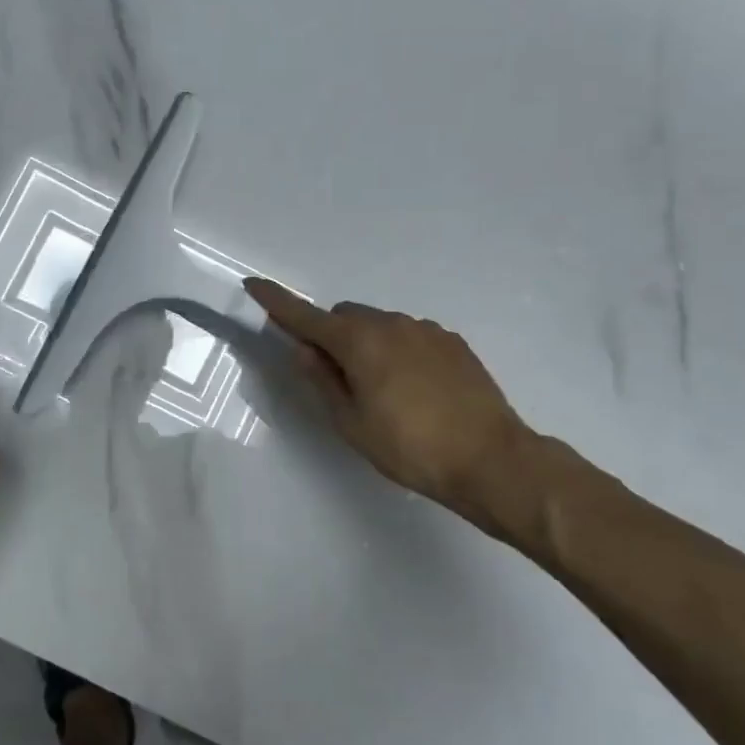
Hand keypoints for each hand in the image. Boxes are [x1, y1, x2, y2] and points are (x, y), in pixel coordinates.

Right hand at [245, 278, 531, 539]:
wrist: (491, 459)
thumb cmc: (409, 447)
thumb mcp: (351, 423)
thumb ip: (322, 380)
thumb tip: (303, 349)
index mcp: (359, 342)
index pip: (305, 316)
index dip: (276, 301)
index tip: (254, 284)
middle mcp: (391, 324)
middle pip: (345, 317)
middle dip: (331, 336)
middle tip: (337, 379)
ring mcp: (426, 330)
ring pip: (380, 325)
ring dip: (367, 344)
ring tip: (383, 391)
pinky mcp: (453, 342)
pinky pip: (410, 335)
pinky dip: (398, 350)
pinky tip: (415, 389)